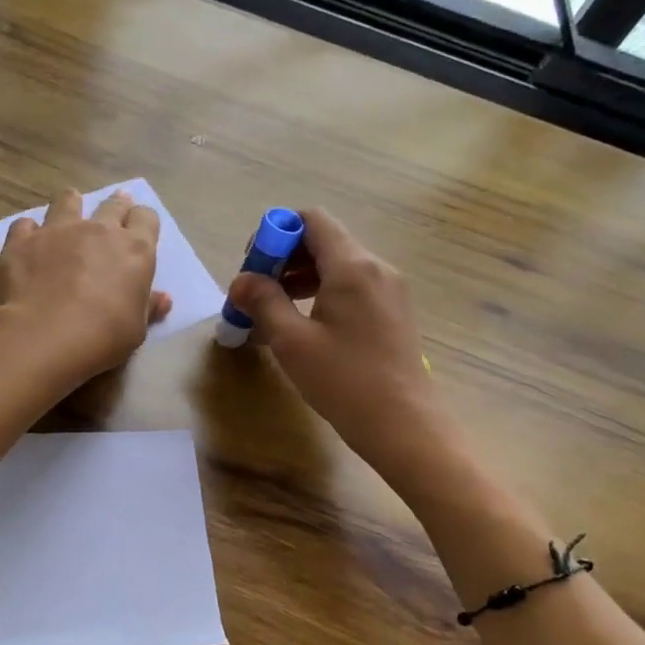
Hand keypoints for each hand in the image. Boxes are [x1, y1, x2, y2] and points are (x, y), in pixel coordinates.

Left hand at [0, 187, 170, 390]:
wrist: (43, 338)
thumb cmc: (102, 338)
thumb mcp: (135, 330)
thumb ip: (148, 308)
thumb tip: (163, 298)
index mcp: (134, 250)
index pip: (146, 218)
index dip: (143, 222)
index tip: (139, 230)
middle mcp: (98, 230)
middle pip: (112, 204)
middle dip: (115, 205)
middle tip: (113, 212)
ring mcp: (57, 230)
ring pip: (67, 201)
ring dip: (71, 204)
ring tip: (70, 210)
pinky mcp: (22, 240)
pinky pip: (26, 224)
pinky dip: (29, 230)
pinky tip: (28, 242)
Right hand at [225, 208, 447, 481]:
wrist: (403, 424)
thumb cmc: (343, 380)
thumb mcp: (292, 341)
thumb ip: (264, 302)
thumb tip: (241, 281)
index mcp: (352, 267)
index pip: (312, 220)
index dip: (277, 232)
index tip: (253, 264)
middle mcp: (376, 268)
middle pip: (324, 242)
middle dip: (285, 259)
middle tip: (256, 292)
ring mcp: (390, 290)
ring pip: (338, 267)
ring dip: (301, 279)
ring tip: (273, 312)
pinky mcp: (394, 313)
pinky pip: (353, 288)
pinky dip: (323, 295)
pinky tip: (304, 326)